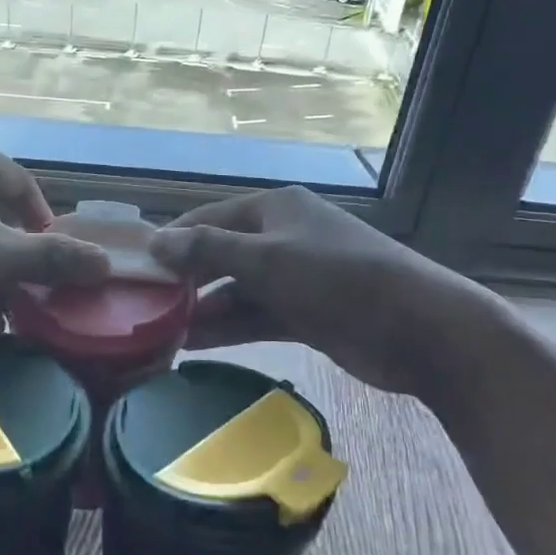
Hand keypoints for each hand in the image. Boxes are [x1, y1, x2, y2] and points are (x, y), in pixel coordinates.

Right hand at [148, 186, 501, 398]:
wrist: (420, 329)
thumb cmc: (339, 279)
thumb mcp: (267, 258)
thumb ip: (208, 249)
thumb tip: (155, 242)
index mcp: (274, 210)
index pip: (208, 218)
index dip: (172, 240)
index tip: (135, 268)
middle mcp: (281, 238)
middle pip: (220, 255)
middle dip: (185, 279)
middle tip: (142, 306)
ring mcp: (295, 278)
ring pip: (236, 291)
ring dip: (203, 309)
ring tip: (159, 332)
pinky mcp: (305, 315)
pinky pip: (255, 317)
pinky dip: (228, 329)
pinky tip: (194, 345)